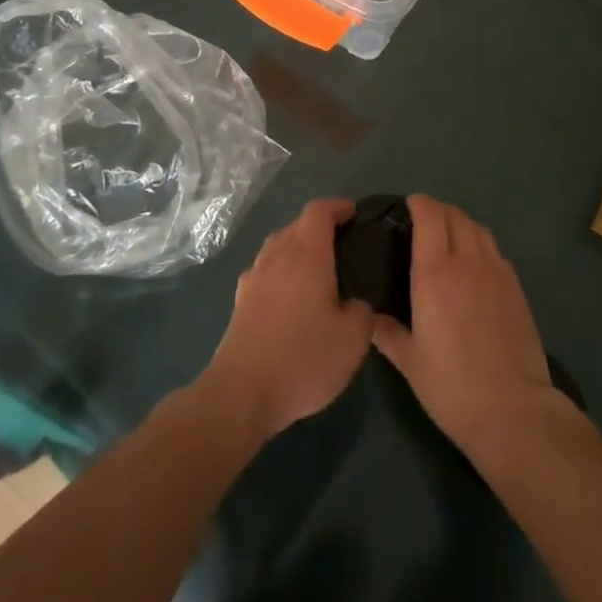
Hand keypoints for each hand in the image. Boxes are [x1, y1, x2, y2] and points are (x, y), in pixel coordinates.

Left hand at [204, 198, 373, 439]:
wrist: (241, 394)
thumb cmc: (303, 358)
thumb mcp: (353, 339)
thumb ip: (362, 311)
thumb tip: (355, 303)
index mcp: (306, 254)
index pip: (319, 211)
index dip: (338, 207)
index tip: (354, 215)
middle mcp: (277, 256)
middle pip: (297, 226)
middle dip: (320, 228)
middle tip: (343, 246)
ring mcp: (254, 278)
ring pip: (278, 247)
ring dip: (297, 249)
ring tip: (317, 270)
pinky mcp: (240, 303)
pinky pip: (264, 272)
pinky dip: (280, 273)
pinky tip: (289, 296)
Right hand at [371, 196, 559, 451]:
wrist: (512, 408)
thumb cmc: (451, 385)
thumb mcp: (409, 362)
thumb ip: (387, 332)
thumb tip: (370, 316)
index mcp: (436, 273)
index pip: (430, 217)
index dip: (419, 203)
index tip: (408, 205)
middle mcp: (468, 261)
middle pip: (455, 216)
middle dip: (438, 210)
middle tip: (424, 221)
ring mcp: (496, 271)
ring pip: (479, 228)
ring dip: (461, 223)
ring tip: (449, 237)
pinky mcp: (516, 287)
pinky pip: (495, 250)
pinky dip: (481, 244)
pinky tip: (475, 265)